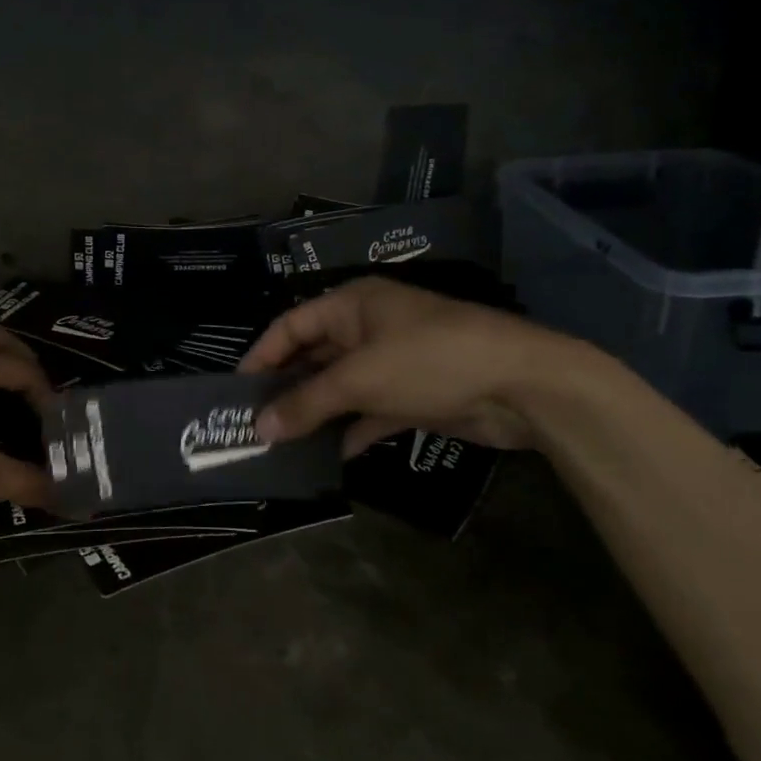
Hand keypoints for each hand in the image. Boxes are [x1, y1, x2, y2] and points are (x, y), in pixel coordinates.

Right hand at [239, 277, 595, 454]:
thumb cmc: (430, 360)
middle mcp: (368, 328)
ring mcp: (392, 362)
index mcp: (352, 305)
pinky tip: (329, 456)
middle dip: (287, 389)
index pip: (291, 325)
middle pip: (314, 357)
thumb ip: (308, 403)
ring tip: (282, 445)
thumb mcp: (361, 378)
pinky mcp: (413, 395)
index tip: (237, 390)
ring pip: (341, 387)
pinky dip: (350, 430)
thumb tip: (259, 428)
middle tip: (255, 424)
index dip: (262, 355)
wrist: (522, 386)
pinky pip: (369, 411)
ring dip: (316, 413)